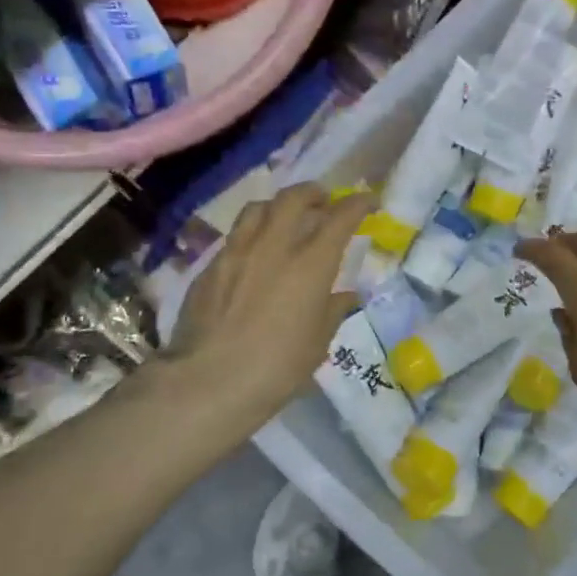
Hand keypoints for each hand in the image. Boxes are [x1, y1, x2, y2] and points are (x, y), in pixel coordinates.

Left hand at [163, 184, 375, 435]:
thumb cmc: (276, 368)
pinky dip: (252, 234)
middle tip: (323, 201)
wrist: (208, 381)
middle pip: (294, 199)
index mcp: (310, 264)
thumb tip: (346, 296)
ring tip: (285, 218)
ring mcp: (237, 252)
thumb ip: (333, 311)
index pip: (340, 218)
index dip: (357, 204)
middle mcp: (274, 246)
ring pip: (259, 208)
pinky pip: (236, 236)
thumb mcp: (317, 344)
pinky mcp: (210, 267)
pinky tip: (254, 254)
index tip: (368, 201)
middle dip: (313, 193)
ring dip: (278, 206)